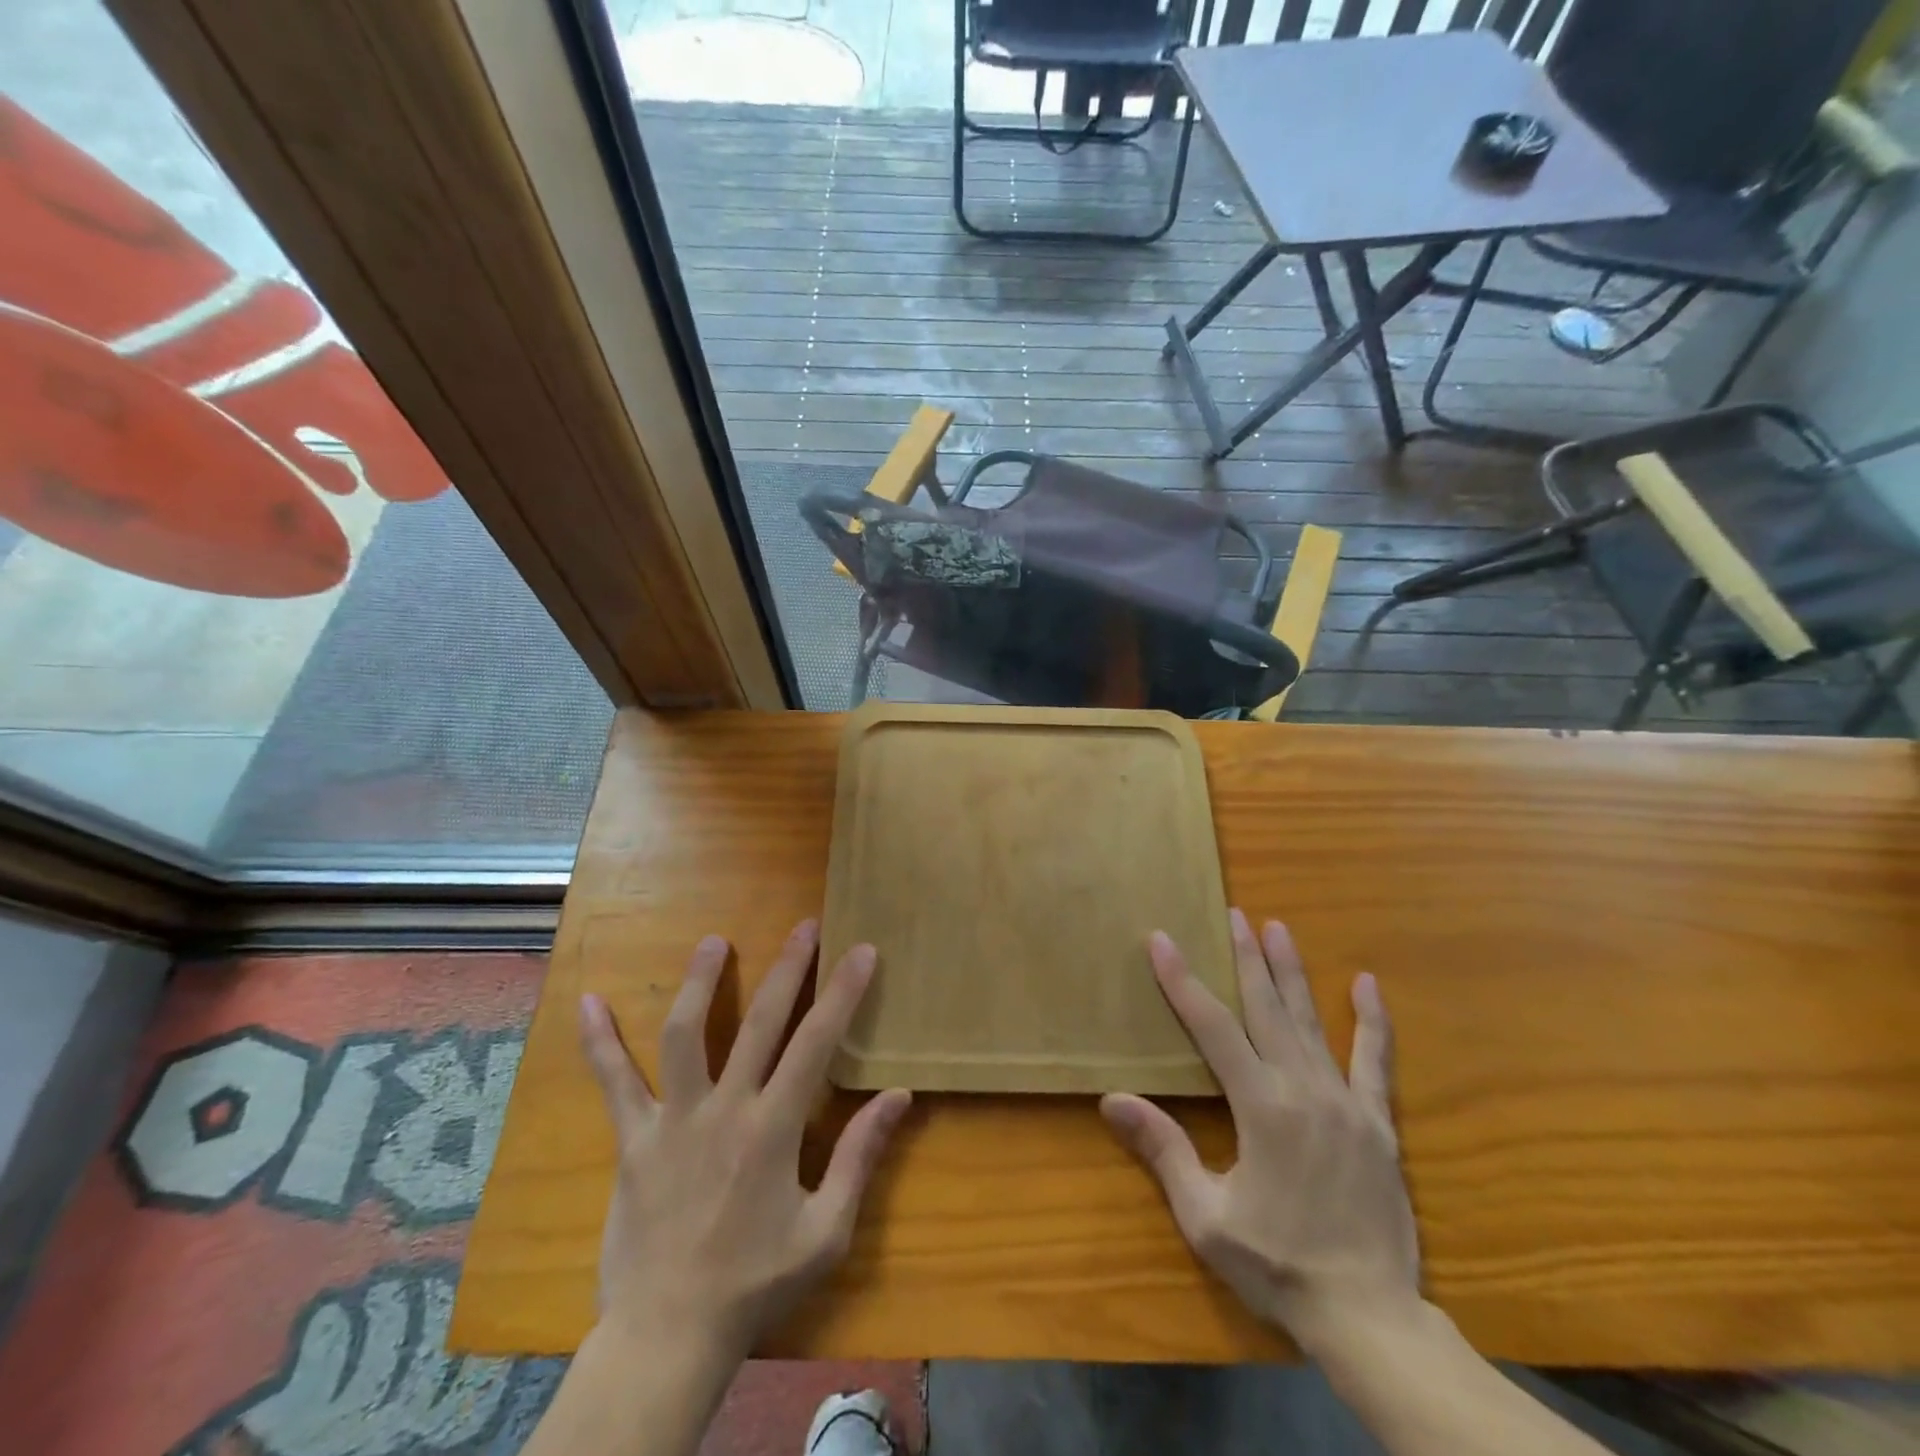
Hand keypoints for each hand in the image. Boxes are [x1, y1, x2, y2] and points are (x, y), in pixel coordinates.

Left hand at [578, 921, 911, 1360]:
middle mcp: (725, 1109)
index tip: (861, 950)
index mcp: (774, 1129)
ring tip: (714, 941)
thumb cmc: (756, 1284)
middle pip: (760, 1022)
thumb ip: (860, 1156)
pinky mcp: (634, 1139)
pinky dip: (599, 1042)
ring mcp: (674, 1120)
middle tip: (805, 926)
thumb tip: (898, 1095)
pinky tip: (587, 1002)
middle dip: (788, 968)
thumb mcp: (826, 1231)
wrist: (668, 1336)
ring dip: (701, 982)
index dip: (843, 993)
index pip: (817, 1043)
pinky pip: (613, 1083)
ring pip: (685, 1035)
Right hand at [1100, 910, 1418, 1353]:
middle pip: (1266, 1008)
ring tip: (1278, 928)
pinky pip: (1375, 1062)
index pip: (1213, 1027)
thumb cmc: (1279, 1266)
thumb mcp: (1207, 1217)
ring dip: (1292, 972)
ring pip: (1312, 1023)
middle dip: (1245, 957)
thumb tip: (1112, 1099)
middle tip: (1233, 913)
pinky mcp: (1378, 1124)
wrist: (1371, 1319)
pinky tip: (1366, 985)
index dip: (1183, 981)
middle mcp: (1304, 1089)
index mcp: (1261, 1107)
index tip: (1163, 941)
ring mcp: (1346, 1103)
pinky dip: (1372, 1022)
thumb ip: (1164, 1150)